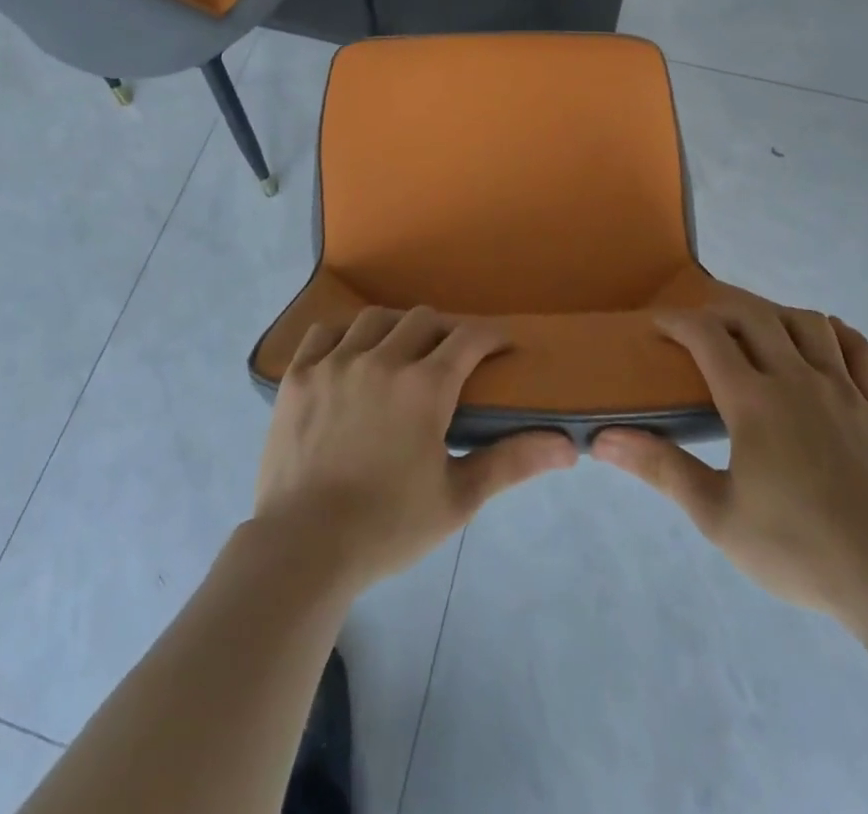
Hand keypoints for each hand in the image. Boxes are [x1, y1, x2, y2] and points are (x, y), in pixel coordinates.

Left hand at [252, 306, 577, 595]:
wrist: (304, 547)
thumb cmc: (387, 526)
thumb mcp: (457, 499)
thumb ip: (510, 462)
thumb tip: (568, 447)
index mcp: (425, 387)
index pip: (468, 338)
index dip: (491, 336)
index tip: (501, 346)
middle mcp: (382, 360)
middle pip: (423, 320)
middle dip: (445, 332)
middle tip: (450, 358)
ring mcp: (335, 363)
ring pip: (375, 320)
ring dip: (396, 328)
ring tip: (399, 352)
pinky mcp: (299, 375)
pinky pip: (324, 332)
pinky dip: (343, 336)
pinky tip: (348, 356)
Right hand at [593, 305, 867, 630]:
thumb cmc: (799, 548)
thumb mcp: (717, 515)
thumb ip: (661, 469)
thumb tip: (603, 440)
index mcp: (754, 401)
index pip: (707, 336)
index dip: (677, 321)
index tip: (657, 324)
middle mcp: (797, 380)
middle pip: (755, 316)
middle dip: (721, 308)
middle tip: (701, 325)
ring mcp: (843, 390)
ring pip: (807, 323)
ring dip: (774, 314)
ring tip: (756, 330)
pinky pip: (860, 351)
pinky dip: (836, 333)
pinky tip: (823, 339)